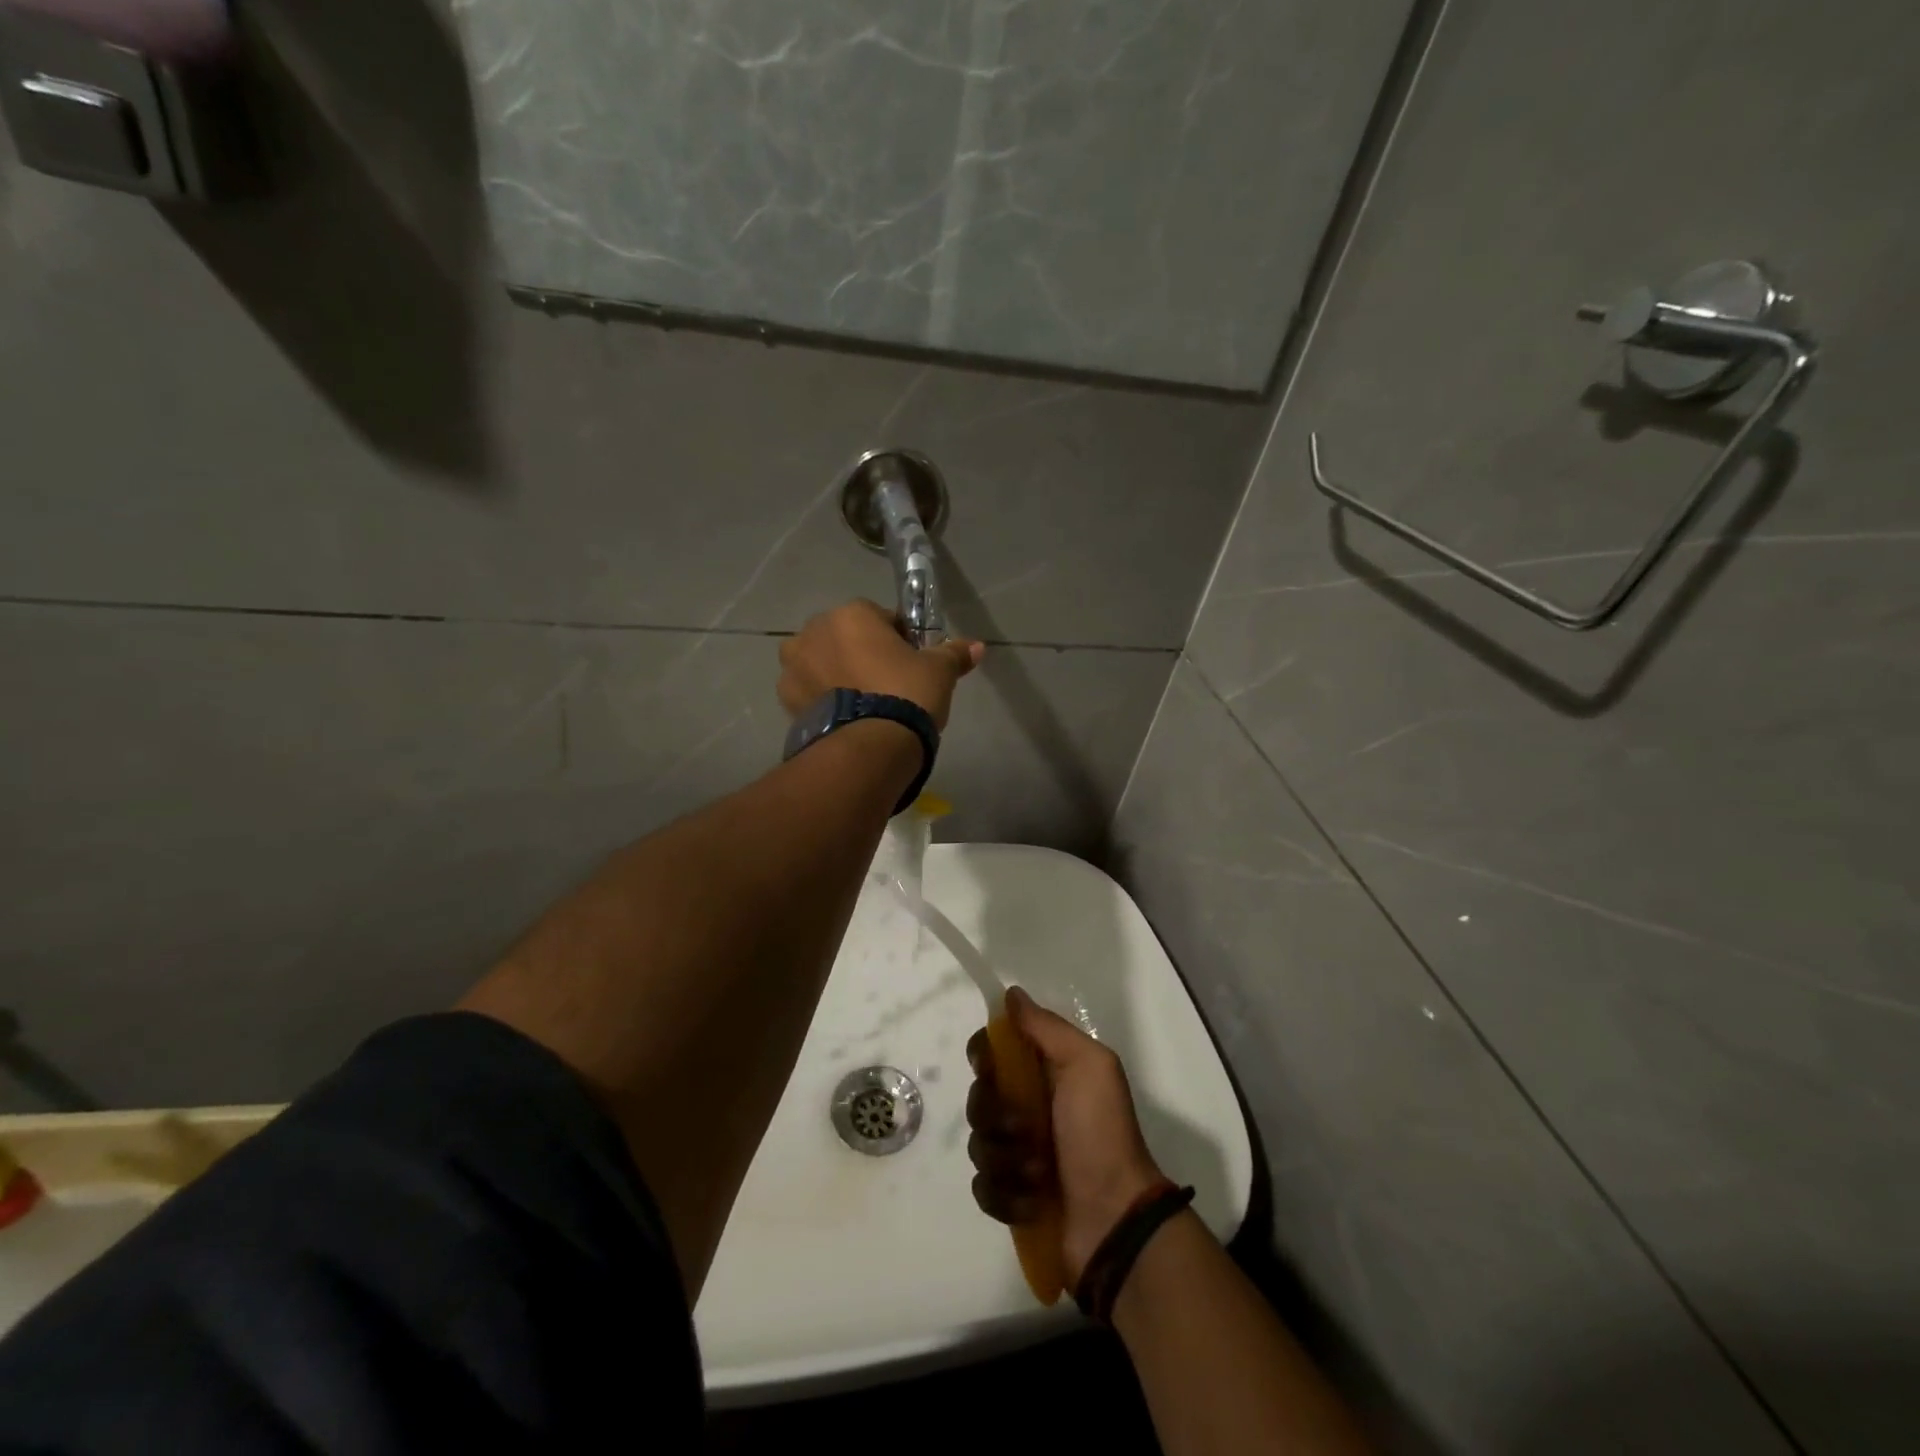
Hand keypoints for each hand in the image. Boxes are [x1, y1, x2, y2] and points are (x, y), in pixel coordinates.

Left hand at [777, 599, 982, 730]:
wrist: (869, 748)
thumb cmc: (906, 694)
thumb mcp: (938, 672)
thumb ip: (953, 653)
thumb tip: (977, 646)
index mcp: (851, 614)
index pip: (880, 618)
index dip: (898, 640)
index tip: (910, 664)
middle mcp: (814, 632)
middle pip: (845, 638)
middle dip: (862, 655)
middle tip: (888, 686)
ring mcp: (794, 667)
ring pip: (823, 664)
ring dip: (838, 676)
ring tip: (865, 707)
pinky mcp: (787, 701)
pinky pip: (810, 692)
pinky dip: (824, 700)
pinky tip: (847, 720)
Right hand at [966, 987, 1166, 1286]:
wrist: (1115, 1218)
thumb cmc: (1102, 1133)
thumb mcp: (1088, 1066)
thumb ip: (1047, 1028)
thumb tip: (1012, 994)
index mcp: (1043, 1072)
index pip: (991, 1050)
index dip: (984, 1057)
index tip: (992, 1069)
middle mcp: (1025, 1107)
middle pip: (978, 1095)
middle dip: (997, 1115)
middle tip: (1028, 1129)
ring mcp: (1015, 1154)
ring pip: (977, 1142)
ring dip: (1008, 1158)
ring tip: (1041, 1173)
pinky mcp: (1009, 1197)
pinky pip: (982, 1186)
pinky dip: (1006, 1195)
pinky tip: (1033, 1201)